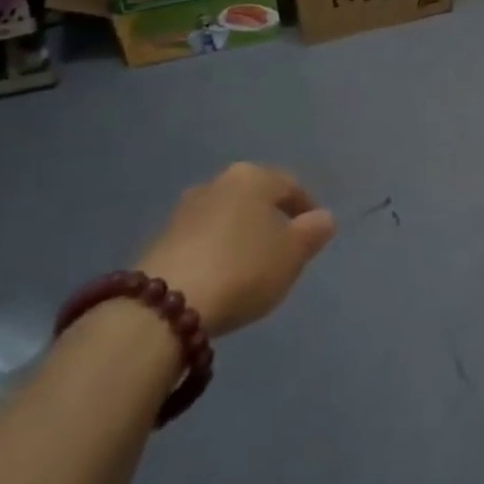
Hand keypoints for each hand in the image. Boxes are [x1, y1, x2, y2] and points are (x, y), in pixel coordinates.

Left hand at [137, 165, 335, 334]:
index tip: (313, 235)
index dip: (307, 209)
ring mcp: (184, 210)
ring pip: (226, 217)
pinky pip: (201, 239)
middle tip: (283, 249)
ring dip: (240, 235)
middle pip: (255, 198)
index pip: (291, 186)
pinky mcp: (159, 239)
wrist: (163, 306)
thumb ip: (313, 233)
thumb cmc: (243, 269)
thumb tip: (323, 218)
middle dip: (270, 219)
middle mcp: (218, 182)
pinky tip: (220, 277)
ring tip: (251, 266)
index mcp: (254, 177)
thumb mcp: (292, 254)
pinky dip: (216, 251)